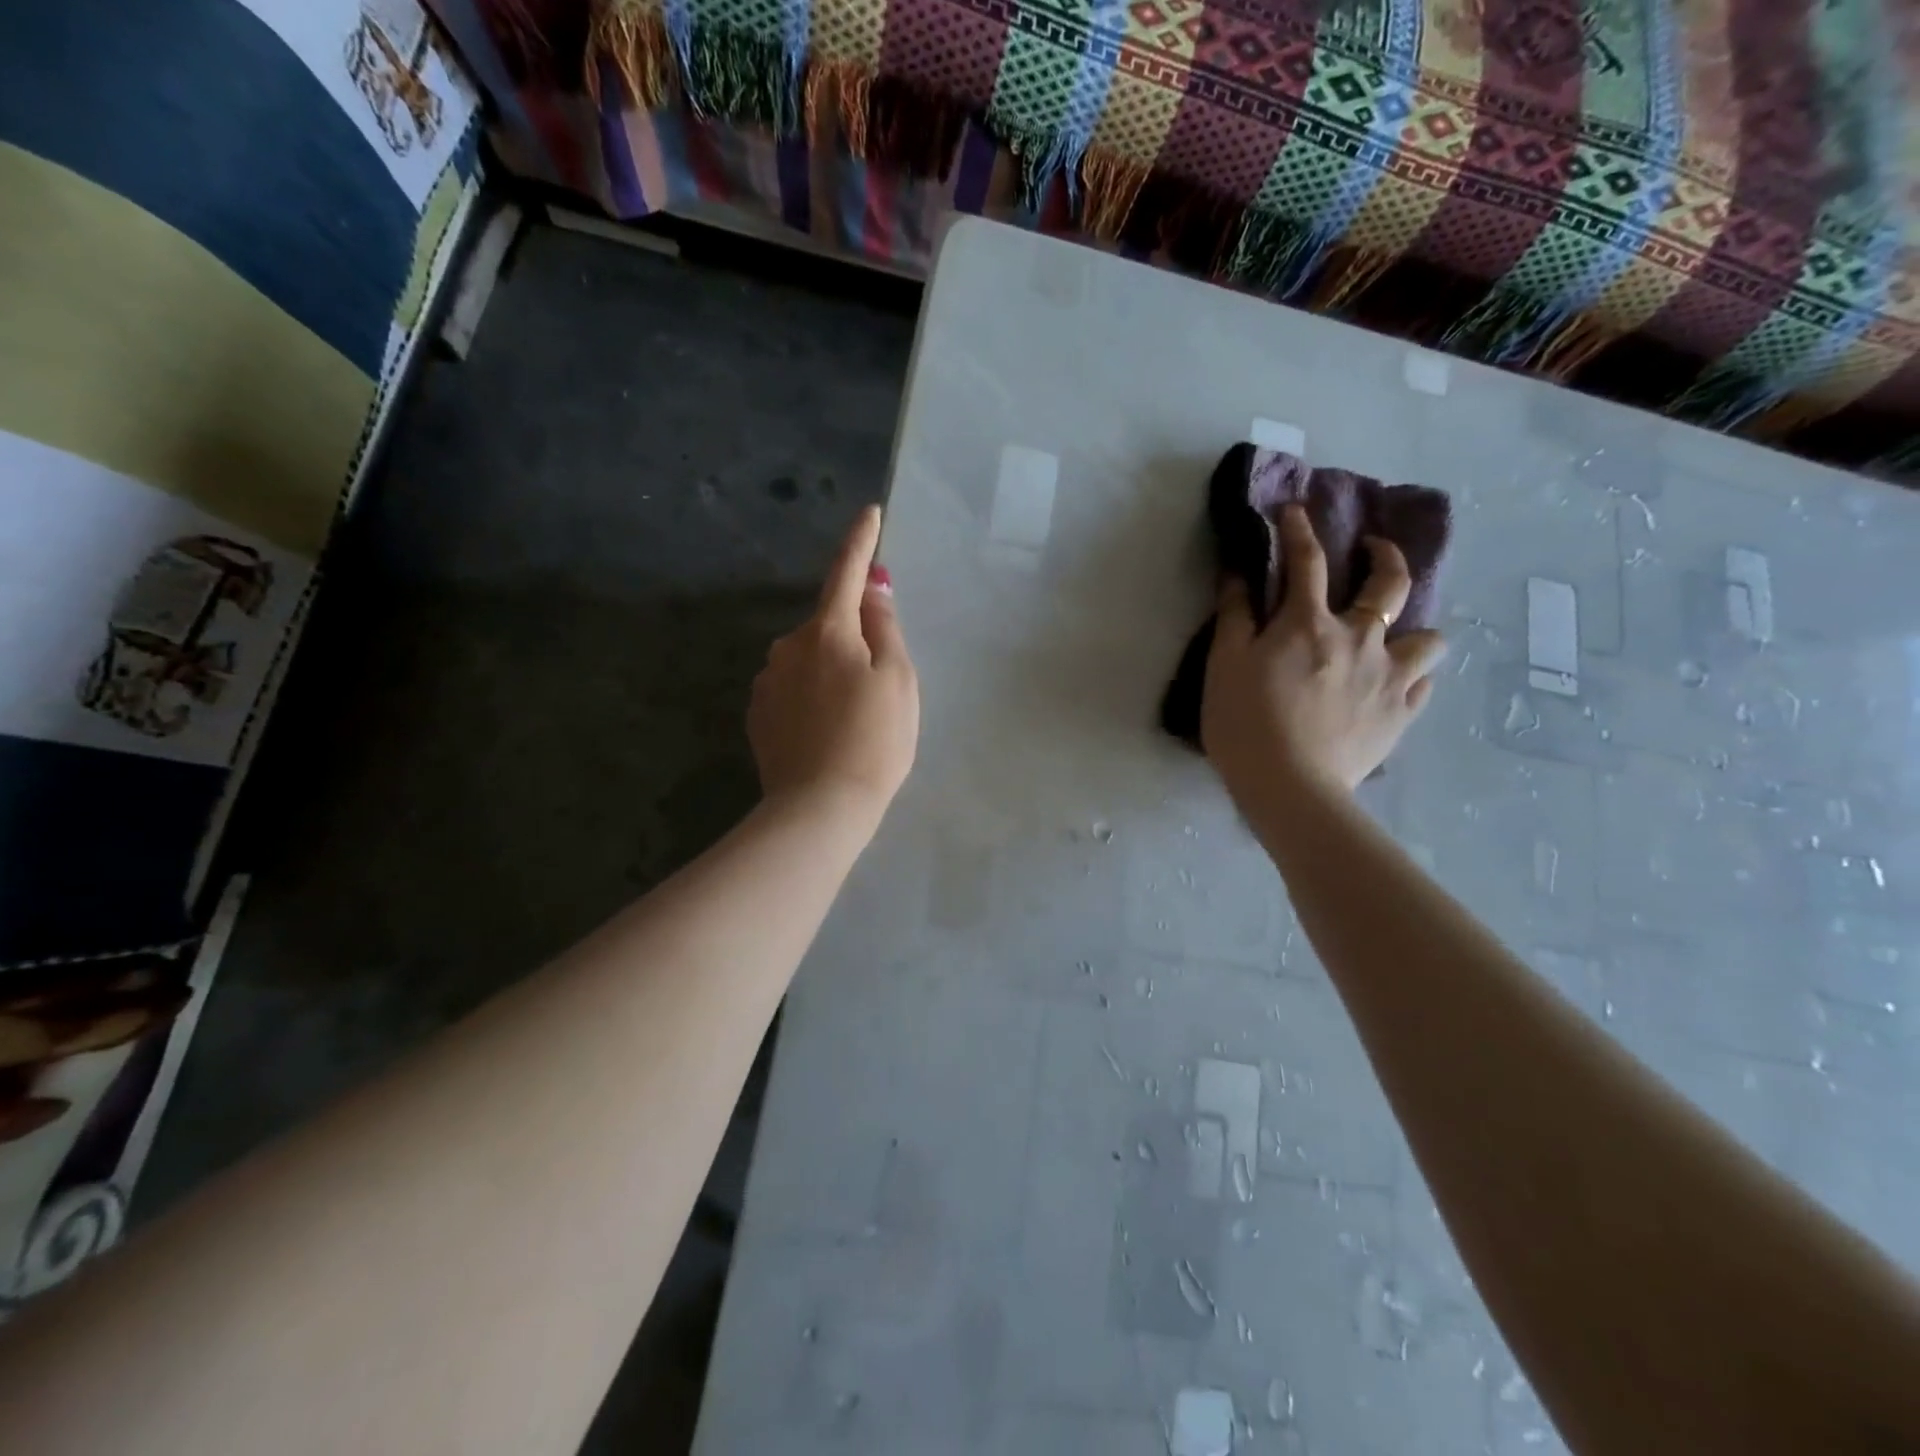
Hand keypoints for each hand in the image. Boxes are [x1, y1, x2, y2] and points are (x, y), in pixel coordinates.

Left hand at [748, 505, 919, 823]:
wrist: (820, 808)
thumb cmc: (874, 740)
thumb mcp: (897, 681)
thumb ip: (885, 628)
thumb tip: (872, 590)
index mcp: (827, 632)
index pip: (846, 573)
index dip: (860, 543)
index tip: (869, 513)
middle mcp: (787, 647)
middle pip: (828, 626)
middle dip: (852, 639)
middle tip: (878, 686)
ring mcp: (767, 682)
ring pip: (809, 661)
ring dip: (831, 673)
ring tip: (853, 720)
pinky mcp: (758, 715)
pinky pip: (792, 690)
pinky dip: (812, 698)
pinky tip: (827, 733)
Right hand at [1202, 503, 1445, 808]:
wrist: (1289, 786)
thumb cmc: (1245, 723)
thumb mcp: (1224, 665)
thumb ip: (1235, 616)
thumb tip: (1239, 573)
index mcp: (1309, 623)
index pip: (1307, 561)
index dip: (1300, 531)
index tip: (1295, 512)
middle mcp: (1360, 638)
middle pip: (1389, 583)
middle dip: (1384, 556)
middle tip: (1375, 550)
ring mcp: (1389, 676)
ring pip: (1427, 638)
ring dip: (1413, 630)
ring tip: (1397, 638)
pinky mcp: (1402, 714)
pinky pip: (1424, 685)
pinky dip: (1412, 678)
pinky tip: (1398, 685)